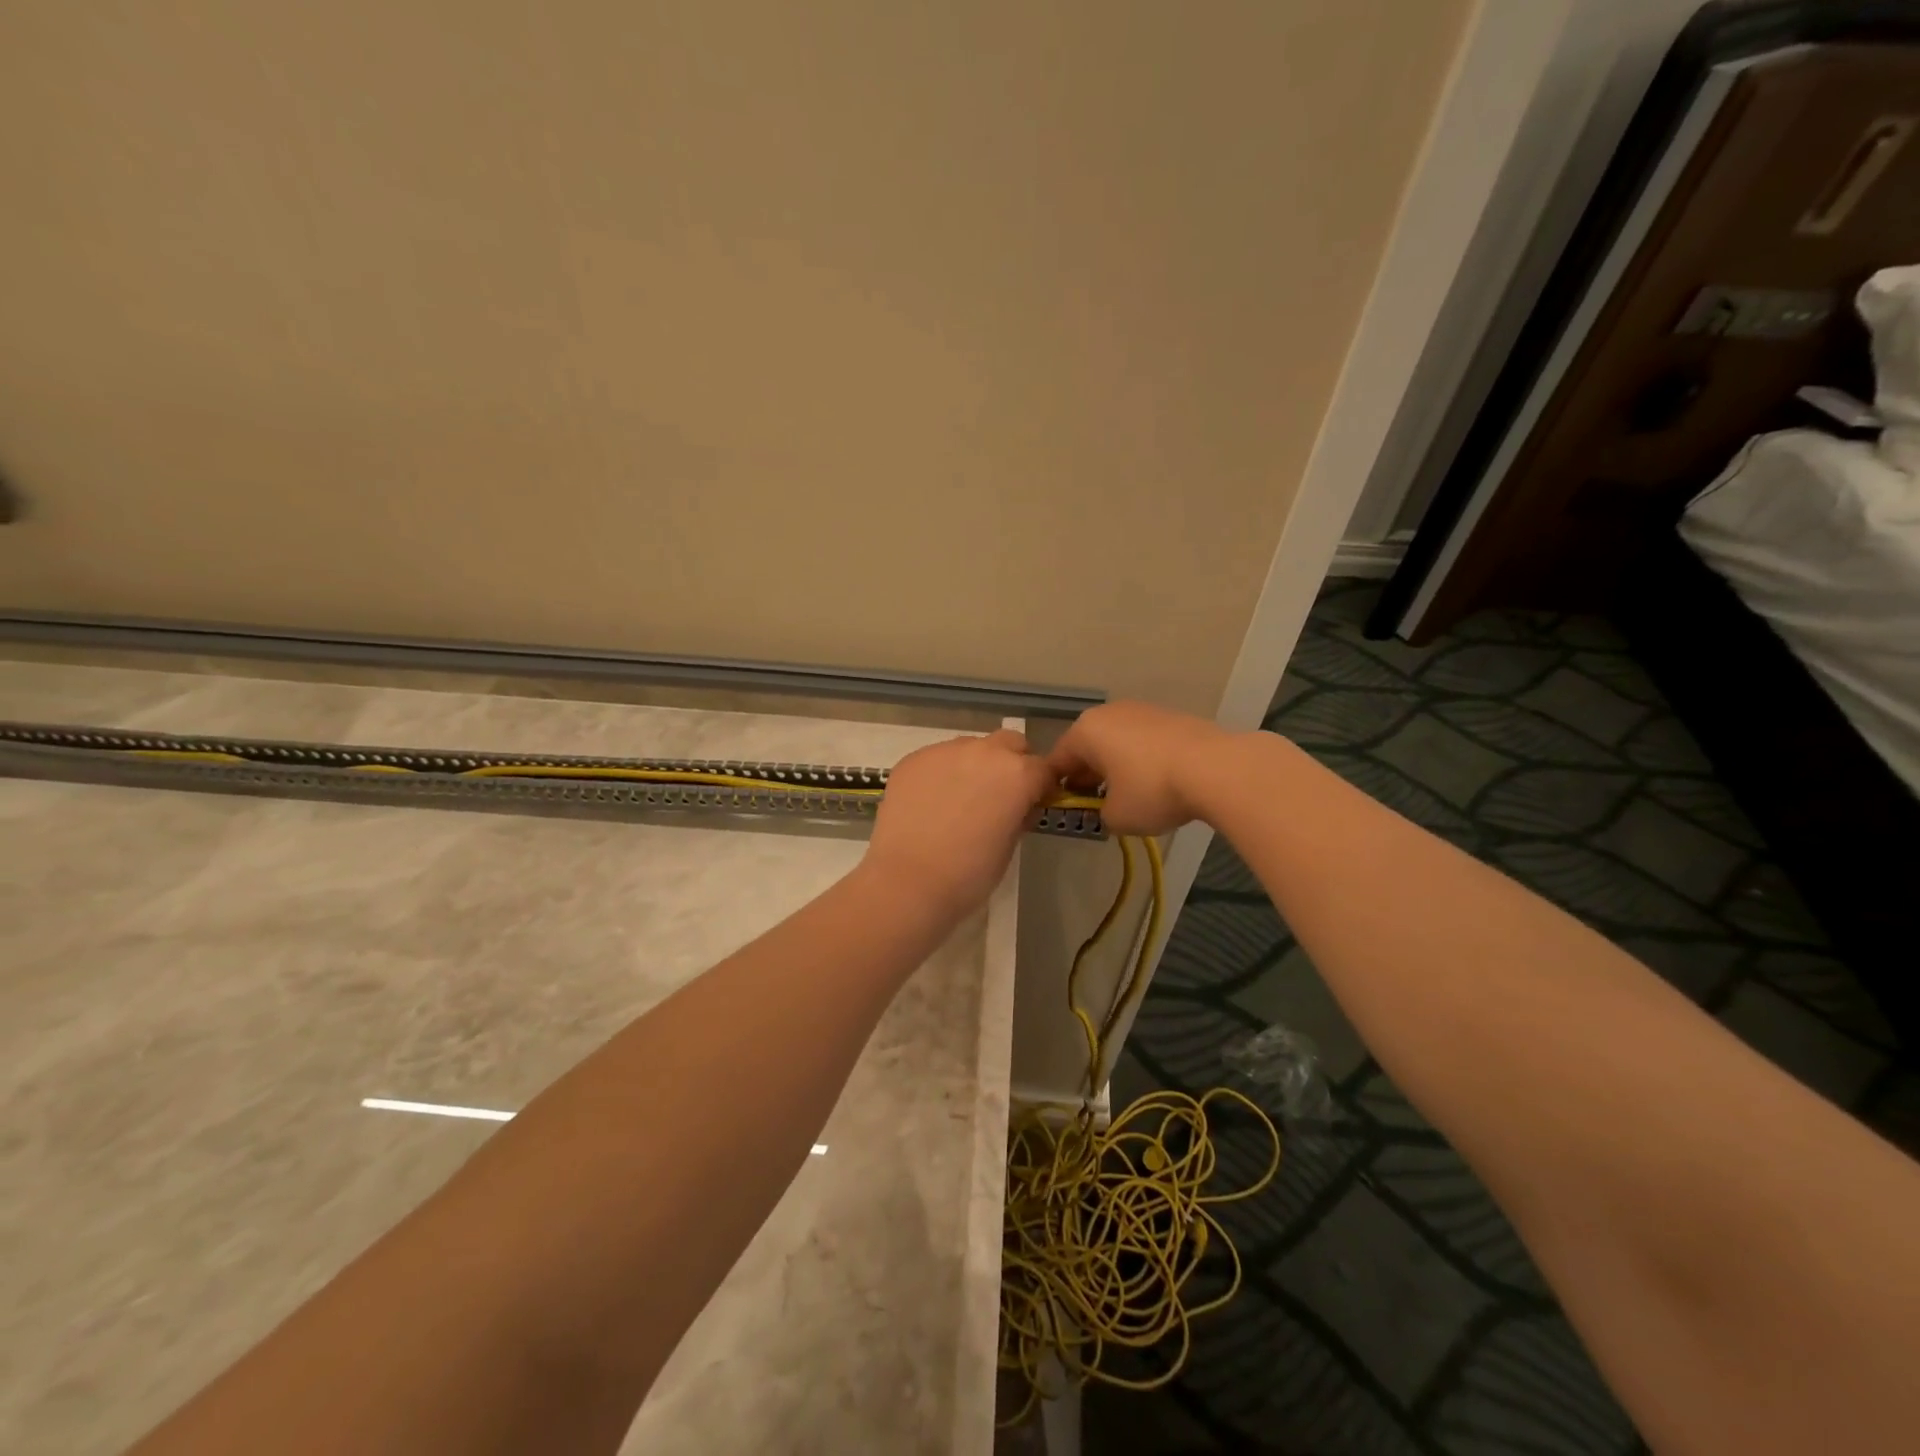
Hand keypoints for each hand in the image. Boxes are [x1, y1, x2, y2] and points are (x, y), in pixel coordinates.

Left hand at [862, 729, 1052, 919]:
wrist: (907, 881)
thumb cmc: (969, 873)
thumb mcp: (1009, 845)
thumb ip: (1019, 814)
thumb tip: (1020, 805)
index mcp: (1017, 773)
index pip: (1043, 768)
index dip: (1041, 787)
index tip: (1033, 804)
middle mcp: (984, 752)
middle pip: (1010, 744)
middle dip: (1012, 763)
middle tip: (999, 796)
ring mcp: (945, 751)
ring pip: (971, 747)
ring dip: (975, 765)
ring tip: (960, 799)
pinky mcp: (913, 759)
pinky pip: (938, 758)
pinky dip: (942, 773)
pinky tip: (931, 802)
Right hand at [1045, 701, 1233, 835]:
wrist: (1215, 768)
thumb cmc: (1152, 790)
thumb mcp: (1116, 817)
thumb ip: (1100, 814)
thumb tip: (1109, 809)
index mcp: (1085, 732)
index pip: (1057, 761)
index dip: (1055, 788)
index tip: (1063, 811)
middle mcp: (1109, 713)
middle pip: (1087, 748)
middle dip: (1087, 776)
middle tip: (1094, 806)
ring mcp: (1142, 711)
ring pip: (1117, 743)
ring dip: (1116, 767)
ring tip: (1129, 796)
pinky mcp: (1171, 717)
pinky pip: (1143, 742)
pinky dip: (1142, 761)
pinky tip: (1157, 784)